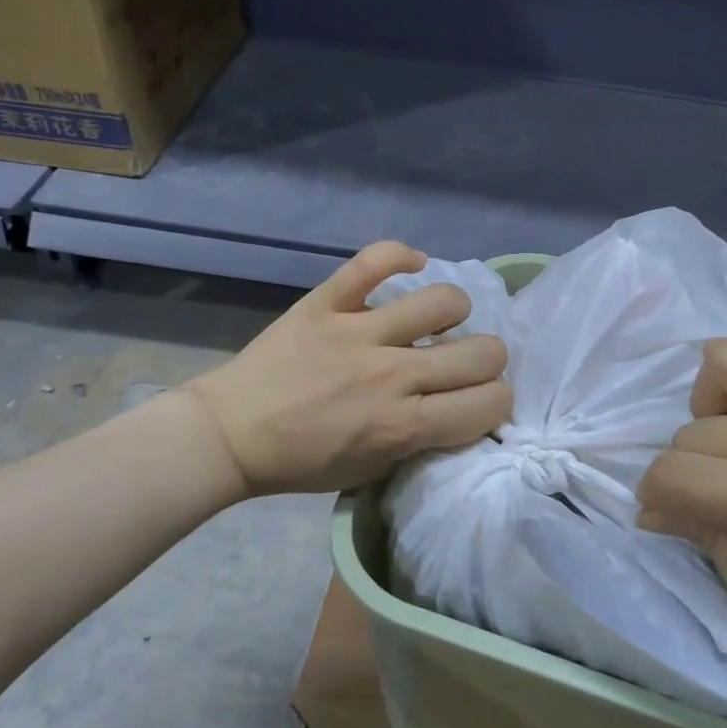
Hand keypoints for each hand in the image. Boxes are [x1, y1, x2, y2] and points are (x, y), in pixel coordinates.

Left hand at [184, 242, 512, 498]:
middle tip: (460, 366)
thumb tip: (456, 407)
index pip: (492, 402)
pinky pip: (375, 260)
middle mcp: (394, 375)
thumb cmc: (303, 462)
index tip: (478, 401)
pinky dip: (399, 256)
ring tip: (433, 323)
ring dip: (451, 313)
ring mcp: (360, 332)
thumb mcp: (373, 471)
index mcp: (405, 425)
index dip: (495, 402)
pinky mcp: (328, 301)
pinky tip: (409, 266)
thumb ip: (421, 439)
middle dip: (487, 362)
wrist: (230, 435)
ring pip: (444, 301)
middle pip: (485, 352)